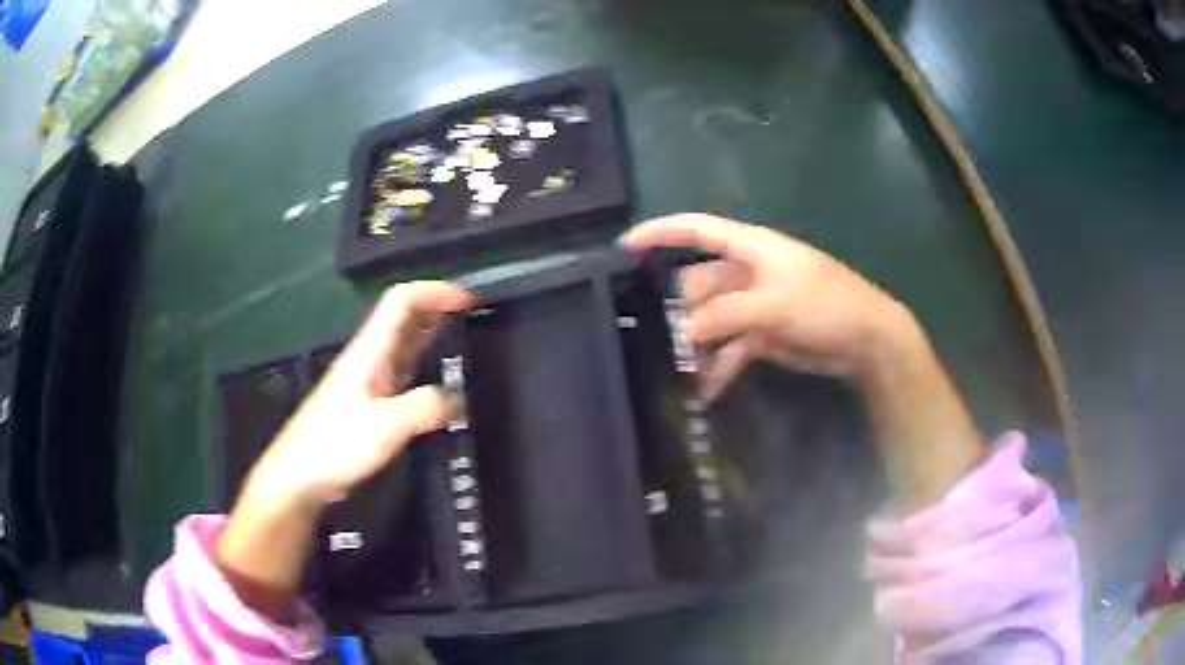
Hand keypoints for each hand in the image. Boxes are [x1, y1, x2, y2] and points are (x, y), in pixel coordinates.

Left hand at [248, 281, 475, 506]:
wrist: (300, 475)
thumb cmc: (336, 444)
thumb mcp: (386, 425)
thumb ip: (425, 407)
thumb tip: (459, 398)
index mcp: (369, 351)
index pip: (401, 301)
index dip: (434, 292)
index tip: (469, 300)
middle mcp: (369, 357)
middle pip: (403, 317)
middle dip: (438, 308)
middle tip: (474, 316)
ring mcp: (367, 379)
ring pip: (403, 343)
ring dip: (431, 333)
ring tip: (463, 338)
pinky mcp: (368, 403)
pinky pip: (402, 371)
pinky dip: (423, 364)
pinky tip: (438, 380)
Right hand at [622, 213, 914, 398]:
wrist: (866, 340)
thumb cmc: (825, 304)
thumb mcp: (773, 304)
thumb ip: (724, 314)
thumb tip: (683, 330)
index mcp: (749, 248)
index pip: (697, 230)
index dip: (660, 232)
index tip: (625, 246)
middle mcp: (746, 272)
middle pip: (698, 285)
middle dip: (683, 313)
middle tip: (673, 344)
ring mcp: (753, 304)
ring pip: (711, 320)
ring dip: (698, 345)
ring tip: (687, 372)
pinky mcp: (761, 334)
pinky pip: (728, 347)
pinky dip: (719, 366)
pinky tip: (708, 390)